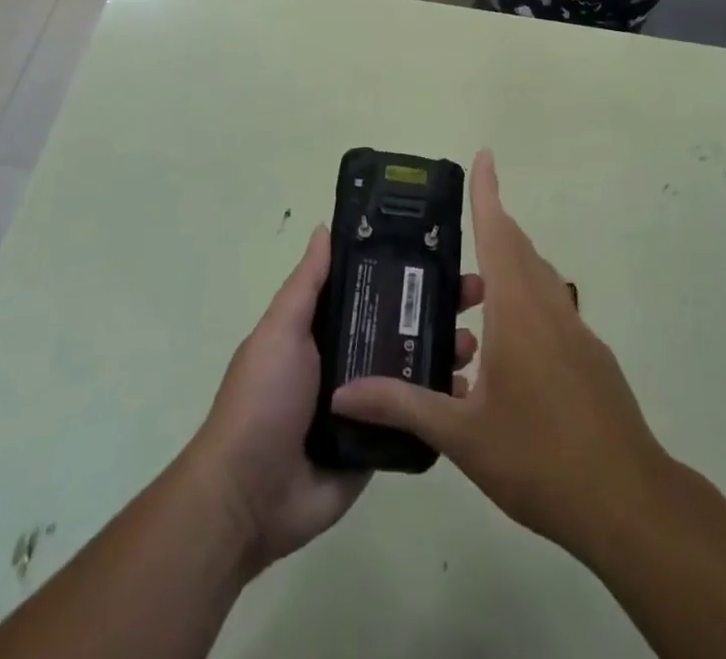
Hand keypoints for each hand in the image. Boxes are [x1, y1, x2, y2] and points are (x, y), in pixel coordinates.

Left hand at [186, 225, 483, 574]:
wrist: (249, 499)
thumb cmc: (263, 400)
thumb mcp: (280, 331)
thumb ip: (307, 284)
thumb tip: (325, 227)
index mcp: (325, 327)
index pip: (373, 287)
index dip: (406, 269)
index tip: (444, 252)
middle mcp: (349, 357)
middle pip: (402, 324)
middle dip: (439, 306)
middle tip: (476, 294)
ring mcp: (368, 402)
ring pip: (416, 367)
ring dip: (447, 350)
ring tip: (471, 344)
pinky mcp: (380, 442)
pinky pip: (417, 417)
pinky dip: (442, 403)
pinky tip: (468, 391)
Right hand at [332, 152, 670, 559]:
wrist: (627, 500)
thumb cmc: (539, 458)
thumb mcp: (462, 436)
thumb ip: (403, 405)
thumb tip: (342, 392)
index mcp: (517, 310)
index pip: (497, 233)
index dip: (488, 192)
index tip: (484, 155)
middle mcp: (548, 307)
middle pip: (519, 249)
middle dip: (492, 225)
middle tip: (457, 225)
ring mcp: (576, 330)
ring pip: (538, 279)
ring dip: (510, 265)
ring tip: (474, 286)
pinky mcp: (592, 356)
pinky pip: (552, 308)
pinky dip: (526, 301)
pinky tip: (509, 347)